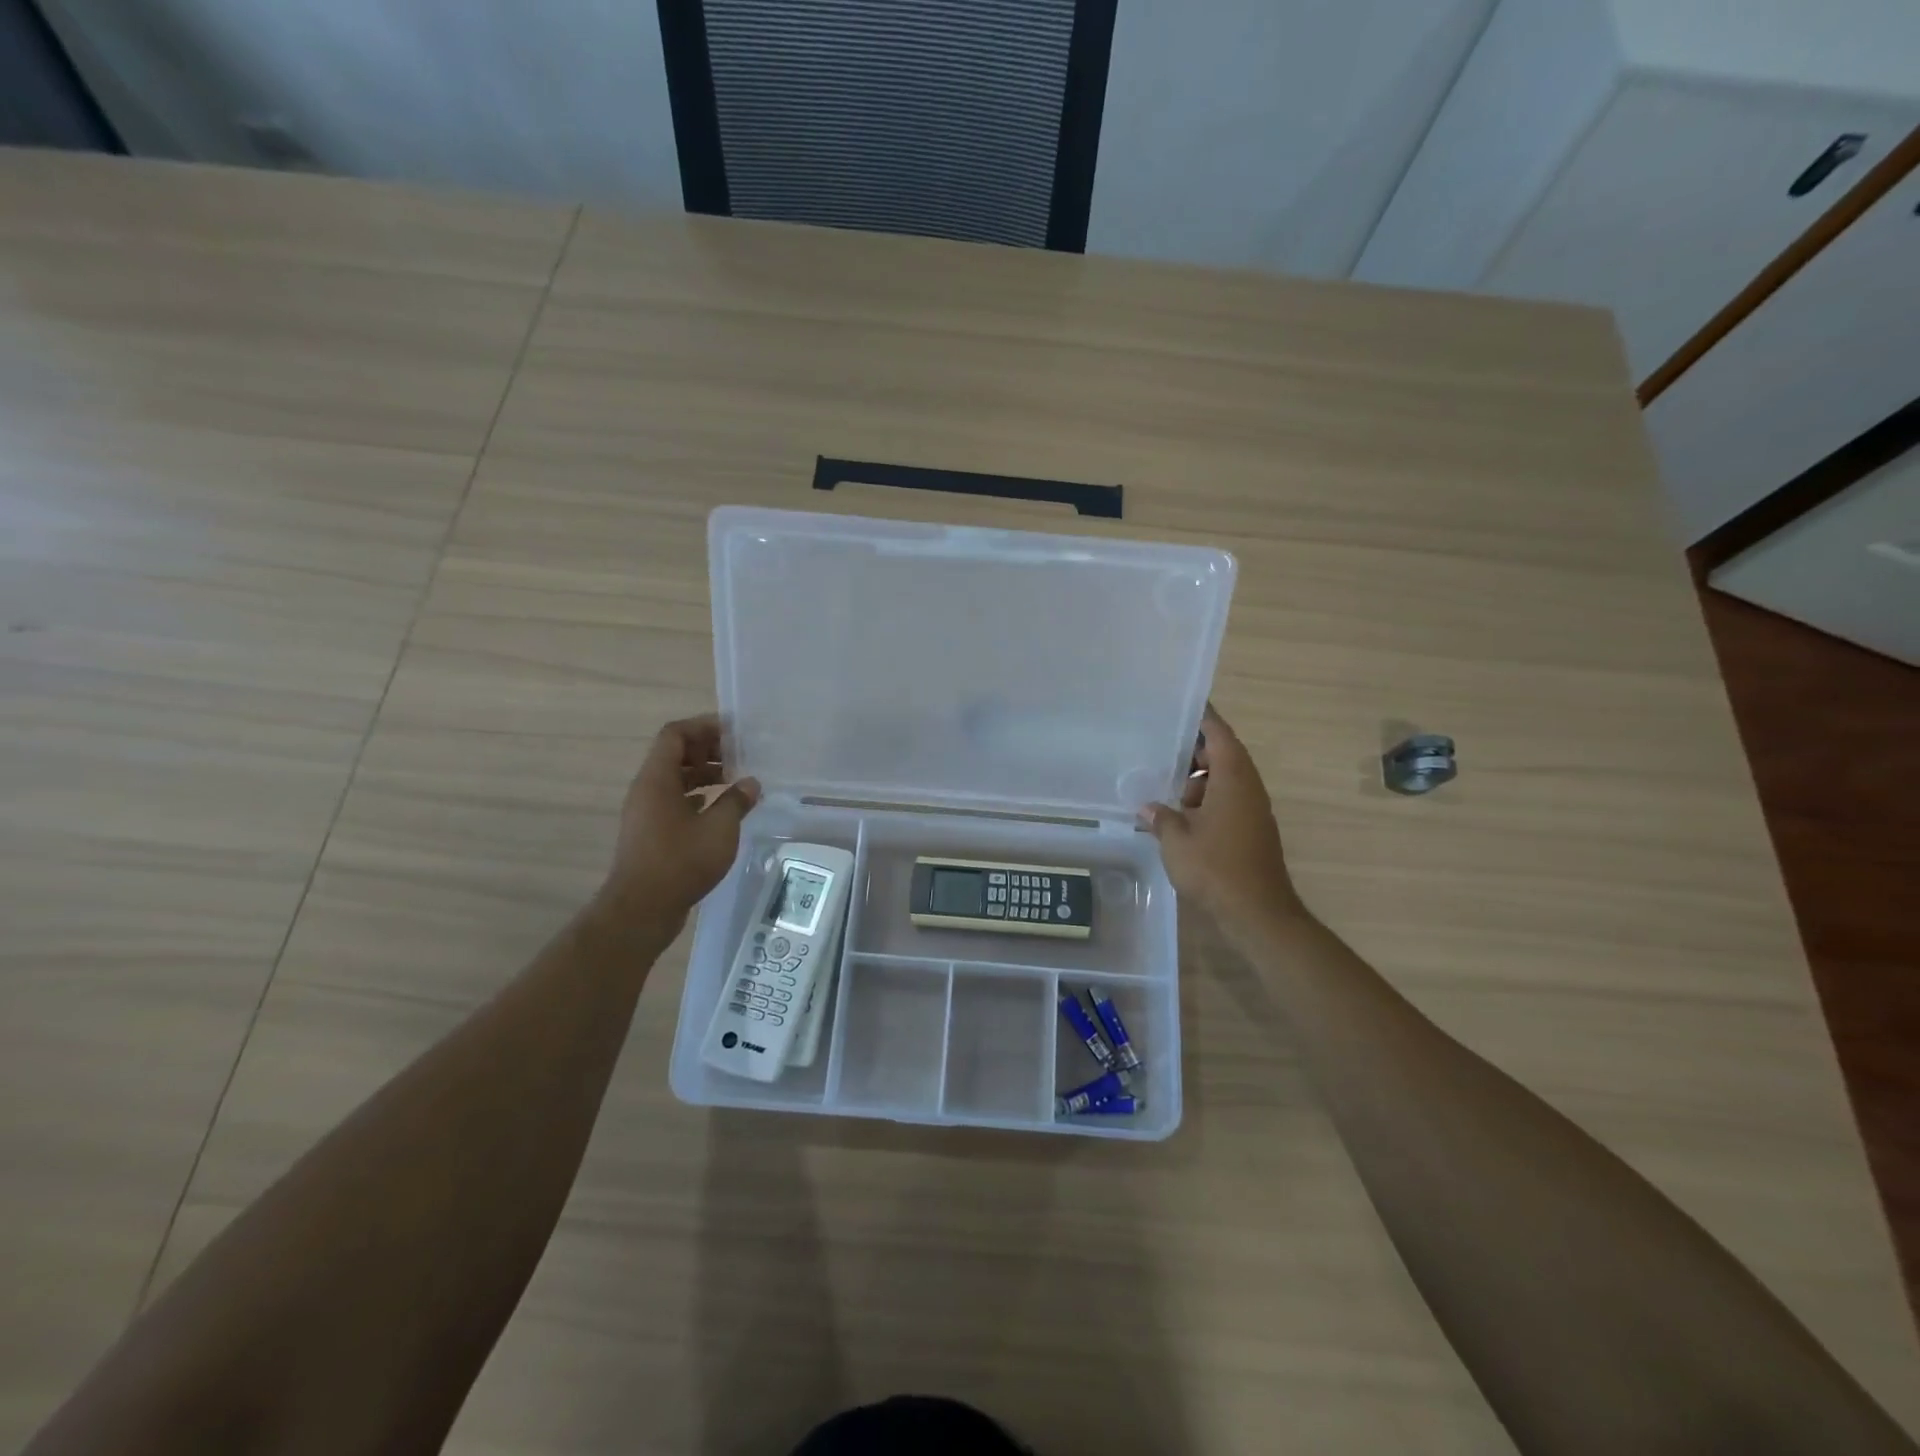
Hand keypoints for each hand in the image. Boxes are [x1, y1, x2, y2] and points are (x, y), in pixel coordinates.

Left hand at [600, 715, 760, 925]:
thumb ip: (737, 800)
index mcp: (657, 779)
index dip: (703, 726)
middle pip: (675, 754)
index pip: (675, 734)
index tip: (733, 731)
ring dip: (704, 774)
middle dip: (708, 750)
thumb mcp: (719, 828)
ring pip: (675, 780)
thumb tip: (751, 783)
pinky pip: (674, 801)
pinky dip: (698, 797)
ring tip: (736, 781)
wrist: (642, 909)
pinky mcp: (651, 833)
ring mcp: (646, 812)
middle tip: (740, 756)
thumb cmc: (680, 861)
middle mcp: (647, 789)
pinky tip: (720, 808)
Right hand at [1142, 705, 1303, 930]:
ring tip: (1163, 787)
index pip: (1219, 734)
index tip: (1180, 707)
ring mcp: (1252, 811)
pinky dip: (1205, 801)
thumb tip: (1148, 808)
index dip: (1202, 718)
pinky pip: (1226, 802)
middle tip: (1160, 750)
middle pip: (1223, 755)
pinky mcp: (1251, 832)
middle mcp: (1248, 788)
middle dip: (1193, 753)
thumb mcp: (1176, 840)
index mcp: (1233, 779)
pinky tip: (1179, 817)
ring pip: (1224, 782)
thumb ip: (1161, 818)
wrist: (1257, 913)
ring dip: (1197, 782)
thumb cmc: (1215, 868)